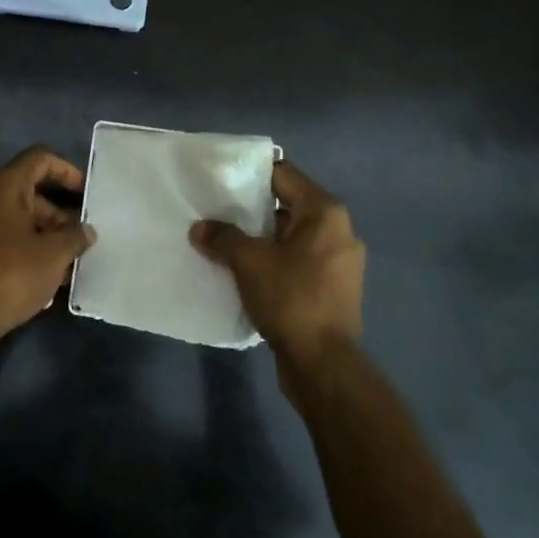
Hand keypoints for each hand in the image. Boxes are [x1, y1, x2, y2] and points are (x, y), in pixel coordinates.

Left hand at [0, 146, 96, 347]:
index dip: (66, 171)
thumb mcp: (54, 255)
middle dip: (56, 213)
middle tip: (78, 238)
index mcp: (1, 186)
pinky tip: (40, 274)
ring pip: (11, 216)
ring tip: (65, 262)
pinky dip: (20, 245)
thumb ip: (75, 236)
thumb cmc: (10, 276)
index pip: (39, 159)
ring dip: (40, 233)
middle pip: (25, 190)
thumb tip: (85, 231)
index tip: (85, 193)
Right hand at [190, 159, 365, 389]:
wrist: (322, 362)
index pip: (283, 175)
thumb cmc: (290, 298)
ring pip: (291, 236)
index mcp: (325, 212)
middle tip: (216, 212)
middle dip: (251, 210)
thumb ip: (222, 237)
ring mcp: (339, 261)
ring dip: (260, 238)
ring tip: (225, 242)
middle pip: (287, 205)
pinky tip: (246, 271)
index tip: (219, 181)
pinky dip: (274, 260)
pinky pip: (298, 260)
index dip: (249, 175)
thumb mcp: (248, 261)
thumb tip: (199, 228)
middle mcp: (339, 230)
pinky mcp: (333, 288)